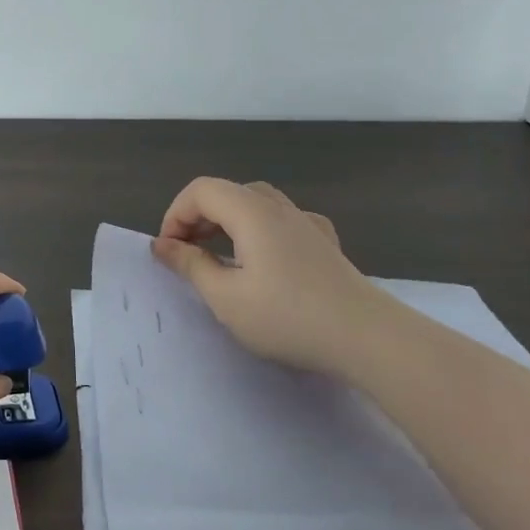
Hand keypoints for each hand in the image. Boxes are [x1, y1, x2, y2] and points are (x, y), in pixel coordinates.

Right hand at [152, 177, 396, 377]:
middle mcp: (279, 207)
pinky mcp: (326, 243)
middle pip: (228, 192)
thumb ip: (190, 265)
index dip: (176, 215)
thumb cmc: (288, 317)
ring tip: (220, 255)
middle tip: (187, 254)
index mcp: (250, 212)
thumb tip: (162, 245)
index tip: (169, 252)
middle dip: (199, 217)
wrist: (368, 338)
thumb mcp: (225, 297)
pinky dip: (261, 229)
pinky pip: (284, 220)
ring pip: (257, 203)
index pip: (200, 191)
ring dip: (229, 221)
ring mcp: (307, 223)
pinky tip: (266, 256)